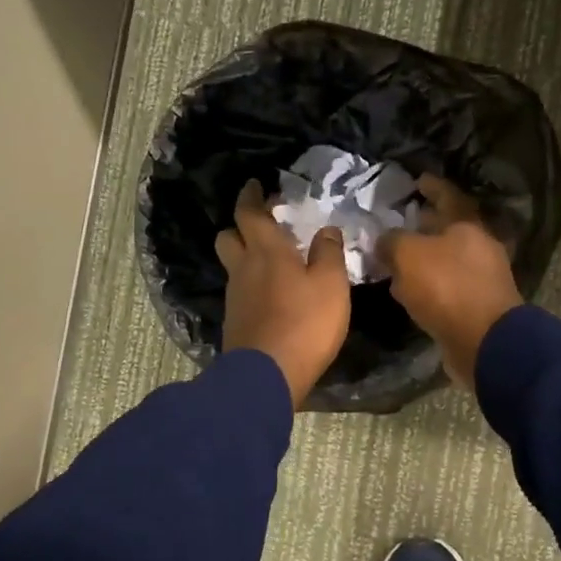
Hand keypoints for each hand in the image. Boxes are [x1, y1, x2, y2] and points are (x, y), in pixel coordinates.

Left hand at [216, 179, 351, 408]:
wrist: (267, 376)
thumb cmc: (305, 323)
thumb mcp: (331, 285)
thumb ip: (329, 253)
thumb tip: (326, 230)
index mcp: (266, 251)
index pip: (249, 213)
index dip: (251, 196)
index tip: (255, 184)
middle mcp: (243, 269)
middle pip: (228, 236)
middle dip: (241, 225)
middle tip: (263, 224)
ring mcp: (235, 298)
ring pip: (233, 266)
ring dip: (245, 256)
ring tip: (271, 261)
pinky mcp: (234, 323)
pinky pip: (239, 292)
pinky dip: (251, 285)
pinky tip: (270, 295)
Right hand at [379, 175, 522, 390]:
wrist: (484, 341)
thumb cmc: (447, 287)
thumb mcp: (408, 255)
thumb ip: (392, 241)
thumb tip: (384, 241)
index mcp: (468, 225)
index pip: (448, 195)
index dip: (432, 186)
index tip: (417, 179)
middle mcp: (479, 247)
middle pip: (449, 229)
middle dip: (424, 225)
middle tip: (400, 221)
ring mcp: (480, 278)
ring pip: (446, 260)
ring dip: (423, 258)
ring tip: (396, 259)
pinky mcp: (475, 306)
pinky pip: (445, 287)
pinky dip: (427, 285)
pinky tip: (407, 291)